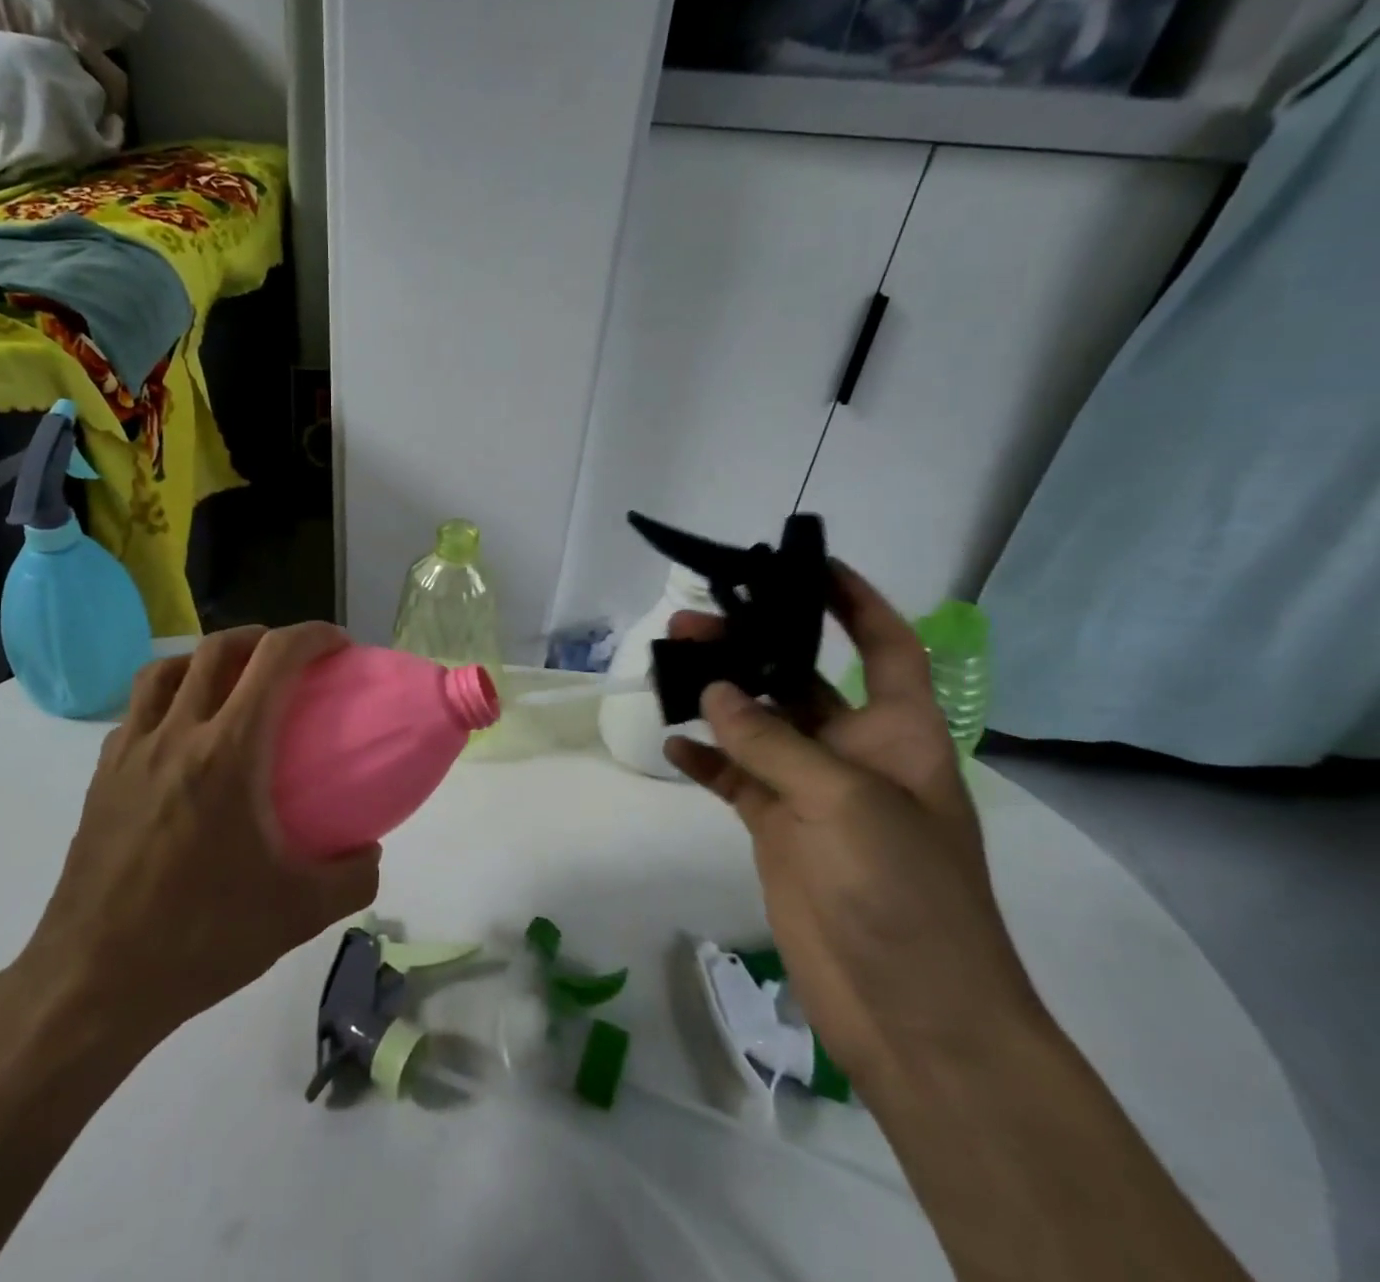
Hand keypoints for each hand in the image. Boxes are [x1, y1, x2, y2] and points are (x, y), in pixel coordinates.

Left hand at [18, 623, 380, 1043]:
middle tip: (287, 659)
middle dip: (261, 637)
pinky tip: (180, 735)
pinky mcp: (102, 777)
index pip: (274, 660)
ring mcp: (130, 752)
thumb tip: (370, 852)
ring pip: (164, 669)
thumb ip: (353, 878)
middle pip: (216, 649)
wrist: (93, 983)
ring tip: (230, 682)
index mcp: (229, 752)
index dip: (311, 636)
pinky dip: (166, 698)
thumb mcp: (298, 914)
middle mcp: (177, 735)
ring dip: (205, 658)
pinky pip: (136, 711)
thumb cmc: (201, 938)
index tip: (338, 644)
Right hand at [664, 564, 1046, 1097]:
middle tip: (690, 621)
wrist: (911, 1013)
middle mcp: (853, 752)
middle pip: (799, 679)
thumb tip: (713, 692)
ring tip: (667, 667)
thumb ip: (772, 741)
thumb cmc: (904, 891)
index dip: (854, 601)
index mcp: (897, 733)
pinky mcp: (777, 829)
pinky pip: (733, 779)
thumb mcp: (843, 801)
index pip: (883, 646)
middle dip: (752, 645)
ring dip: (717, 697)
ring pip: (756, 725)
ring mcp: (810, 792)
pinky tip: (671, 742)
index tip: (807, 565)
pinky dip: (704, 759)